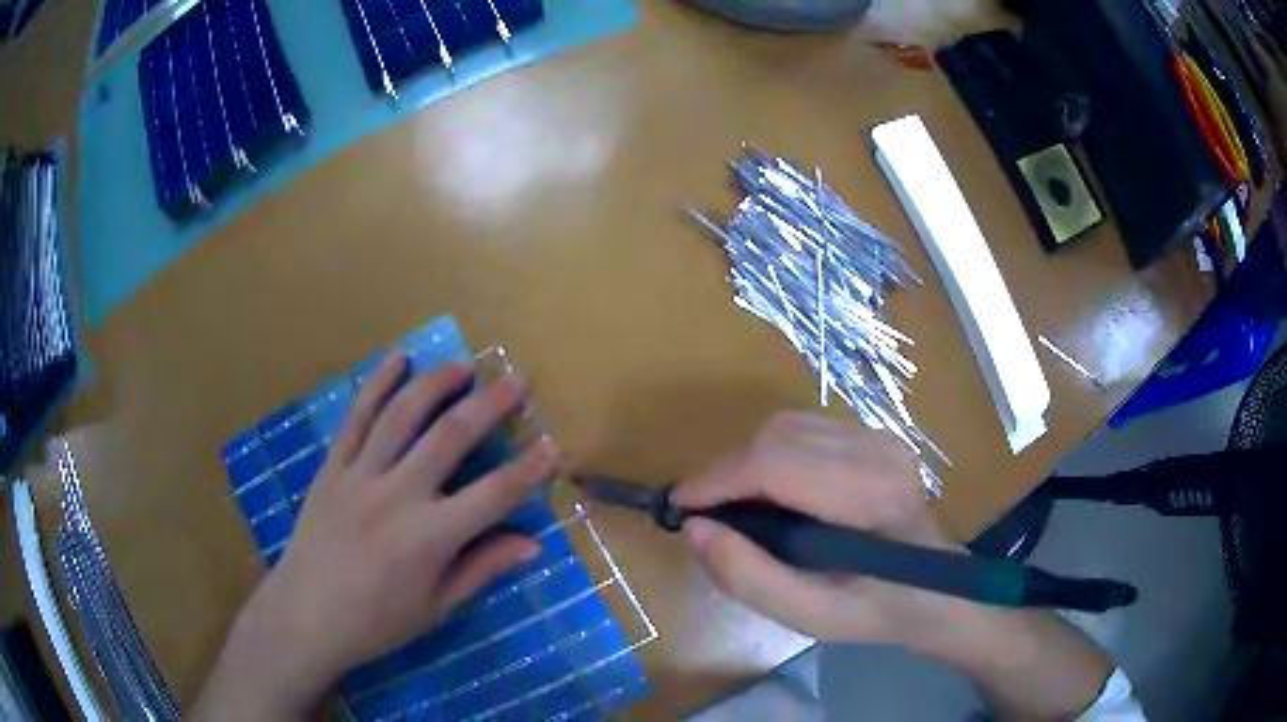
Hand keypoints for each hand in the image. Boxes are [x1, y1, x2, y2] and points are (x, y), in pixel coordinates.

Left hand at [193, 353, 559, 719]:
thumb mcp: (435, 607)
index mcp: (428, 538)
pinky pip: (356, 417)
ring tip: (463, 365)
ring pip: (402, 415)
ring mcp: (359, 475)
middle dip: (488, 406)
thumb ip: (482, 569)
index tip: (554, 446)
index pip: (493, 495)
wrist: (305, 615)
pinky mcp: (332, 467)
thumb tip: (532, 544)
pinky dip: (377, 384)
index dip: (528, 470)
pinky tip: (397, 359)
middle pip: (449, 438)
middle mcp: (397, 495)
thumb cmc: (376, 621)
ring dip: (436, 384)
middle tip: (515, 380)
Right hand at [672, 412, 964, 647]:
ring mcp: (879, 437)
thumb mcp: (810, 616)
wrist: (938, 589)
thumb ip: (749, 578)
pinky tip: (773, 493)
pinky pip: (804, 431)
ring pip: (786, 426)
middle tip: (708, 515)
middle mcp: (876, 451)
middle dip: (728, 472)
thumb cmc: (877, 610)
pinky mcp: (874, 436)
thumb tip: (697, 529)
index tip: (680, 506)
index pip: (775, 462)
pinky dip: (772, 456)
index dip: (718, 479)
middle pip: (776, 436)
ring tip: (735, 506)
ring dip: (748, 462)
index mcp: (869, 497)